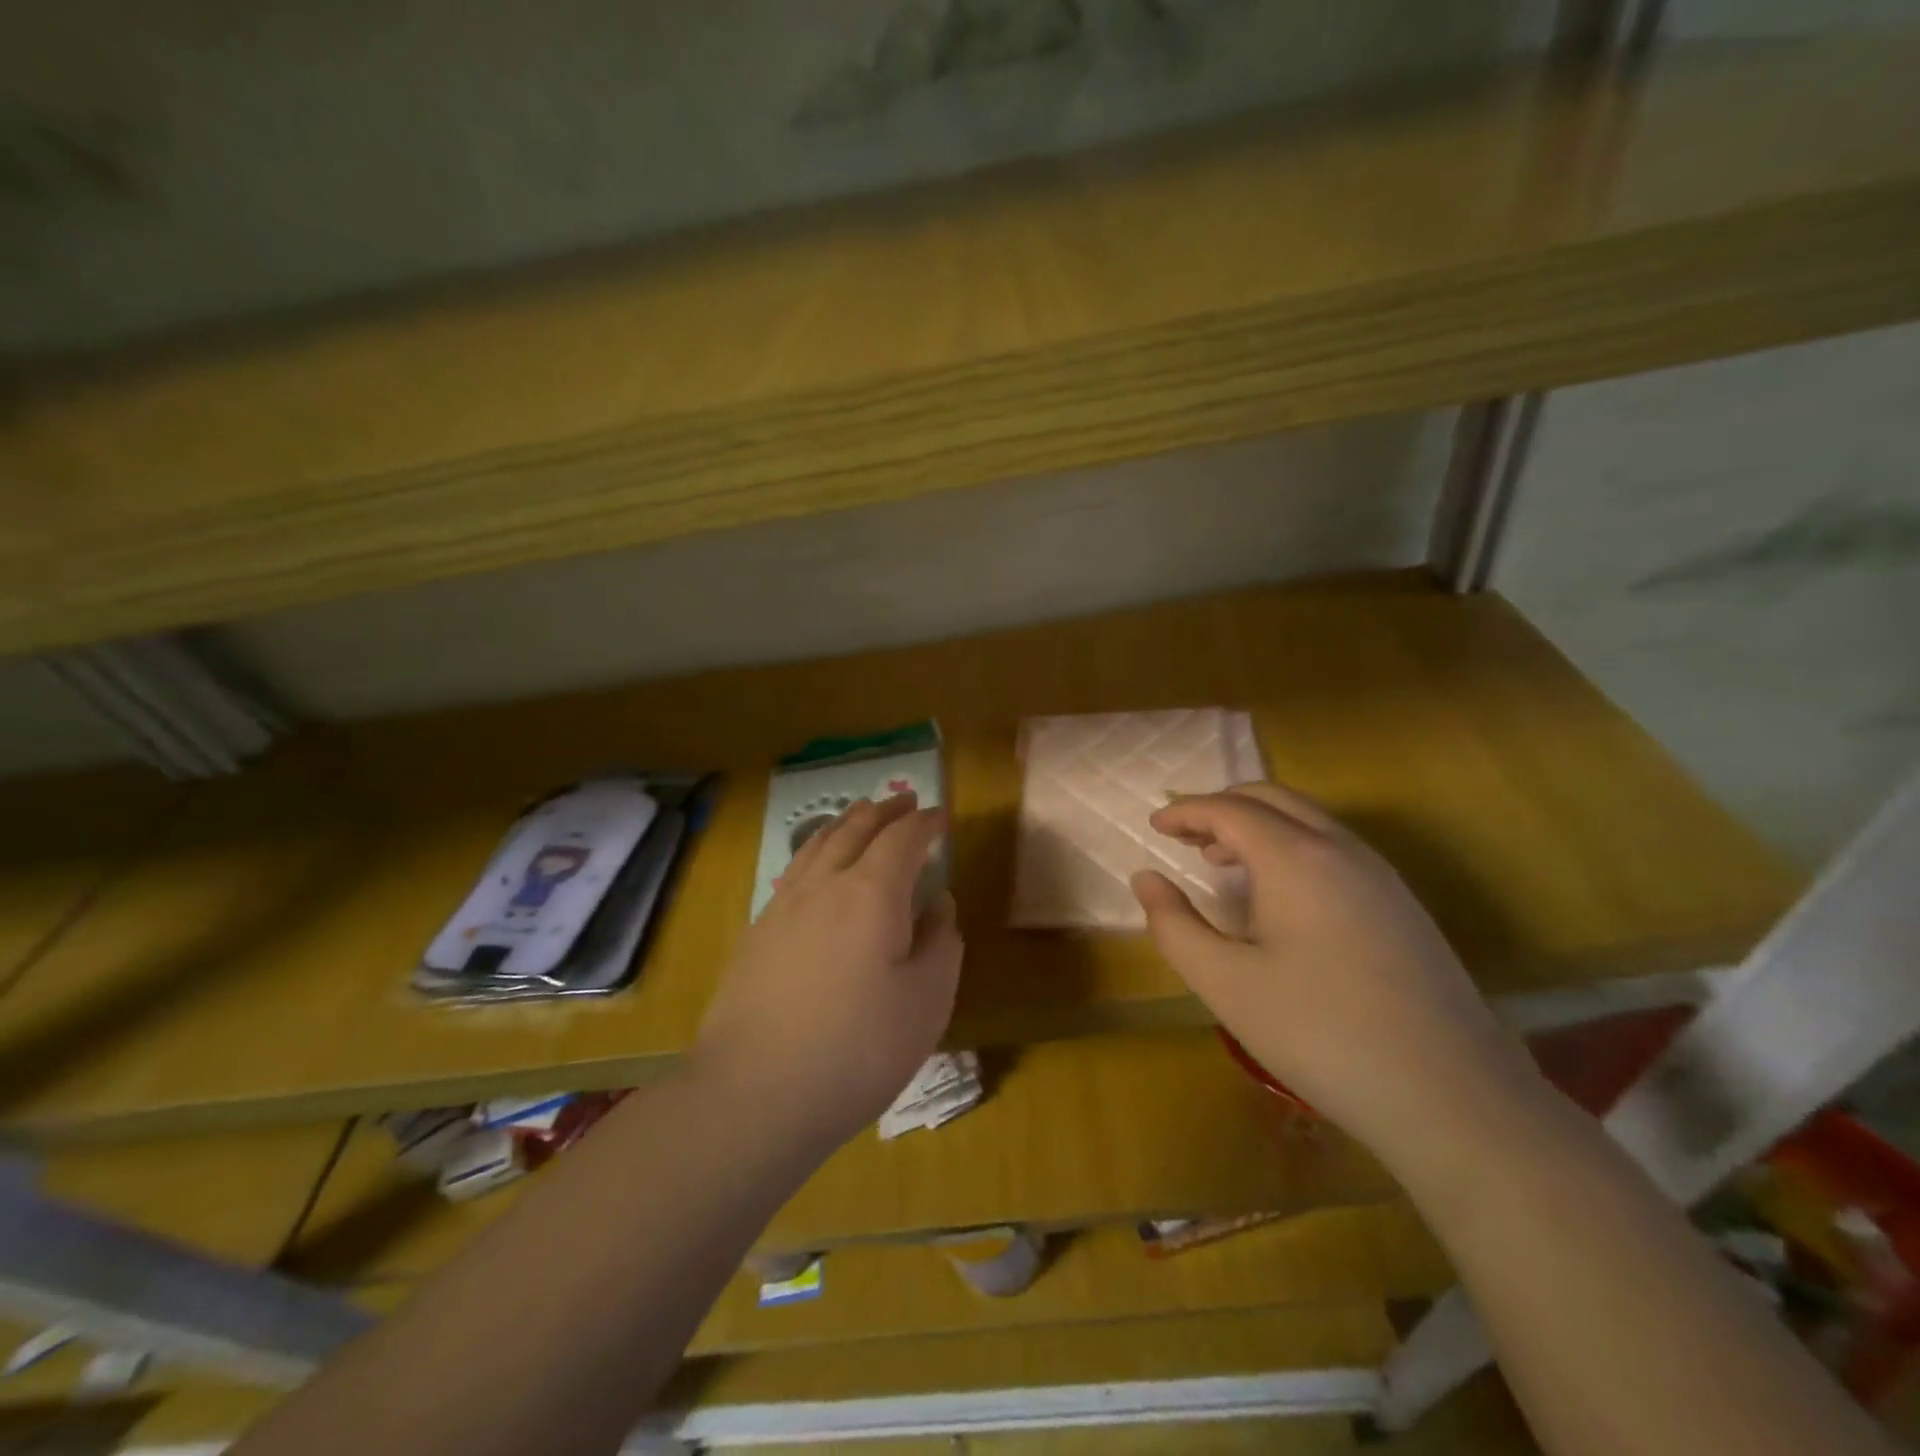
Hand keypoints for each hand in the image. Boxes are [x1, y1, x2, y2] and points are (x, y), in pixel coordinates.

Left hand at [694, 792, 961, 1151]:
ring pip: (817, 844)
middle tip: (903, 800)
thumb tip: (938, 904)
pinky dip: (815, 852)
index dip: (925, 822)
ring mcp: (782, 907)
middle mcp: (824, 885)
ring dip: (845, 823)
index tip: (941, 816)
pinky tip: (816, 868)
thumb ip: (941, 943)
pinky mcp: (756, 935)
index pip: (903, 838)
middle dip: (883, 811)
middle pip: (854, 829)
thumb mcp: (927, 1002)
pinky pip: (794, 872)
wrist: (753, 1094)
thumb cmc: (857, 1049)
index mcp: (871, 893)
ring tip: (860, 815)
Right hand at [1131, 783, 1540, 1161]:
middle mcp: (1341, 849)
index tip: (1155, 825)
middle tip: (1185, 836)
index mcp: (1295, 857)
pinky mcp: (1402, 904)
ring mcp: (1380, 874)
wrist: (1452, 1096)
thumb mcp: (1226, 984)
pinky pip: (1334, 848)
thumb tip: (1145, 878)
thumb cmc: (1321, 1034)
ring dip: (1259, 825)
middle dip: (1222, 807)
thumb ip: (1174, 926)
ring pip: (1308, 820)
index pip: (1229, 810)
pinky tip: (1279, 896)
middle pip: (1272, 799)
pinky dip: (1292, 846)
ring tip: (1222, 861)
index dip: (1186, 812)